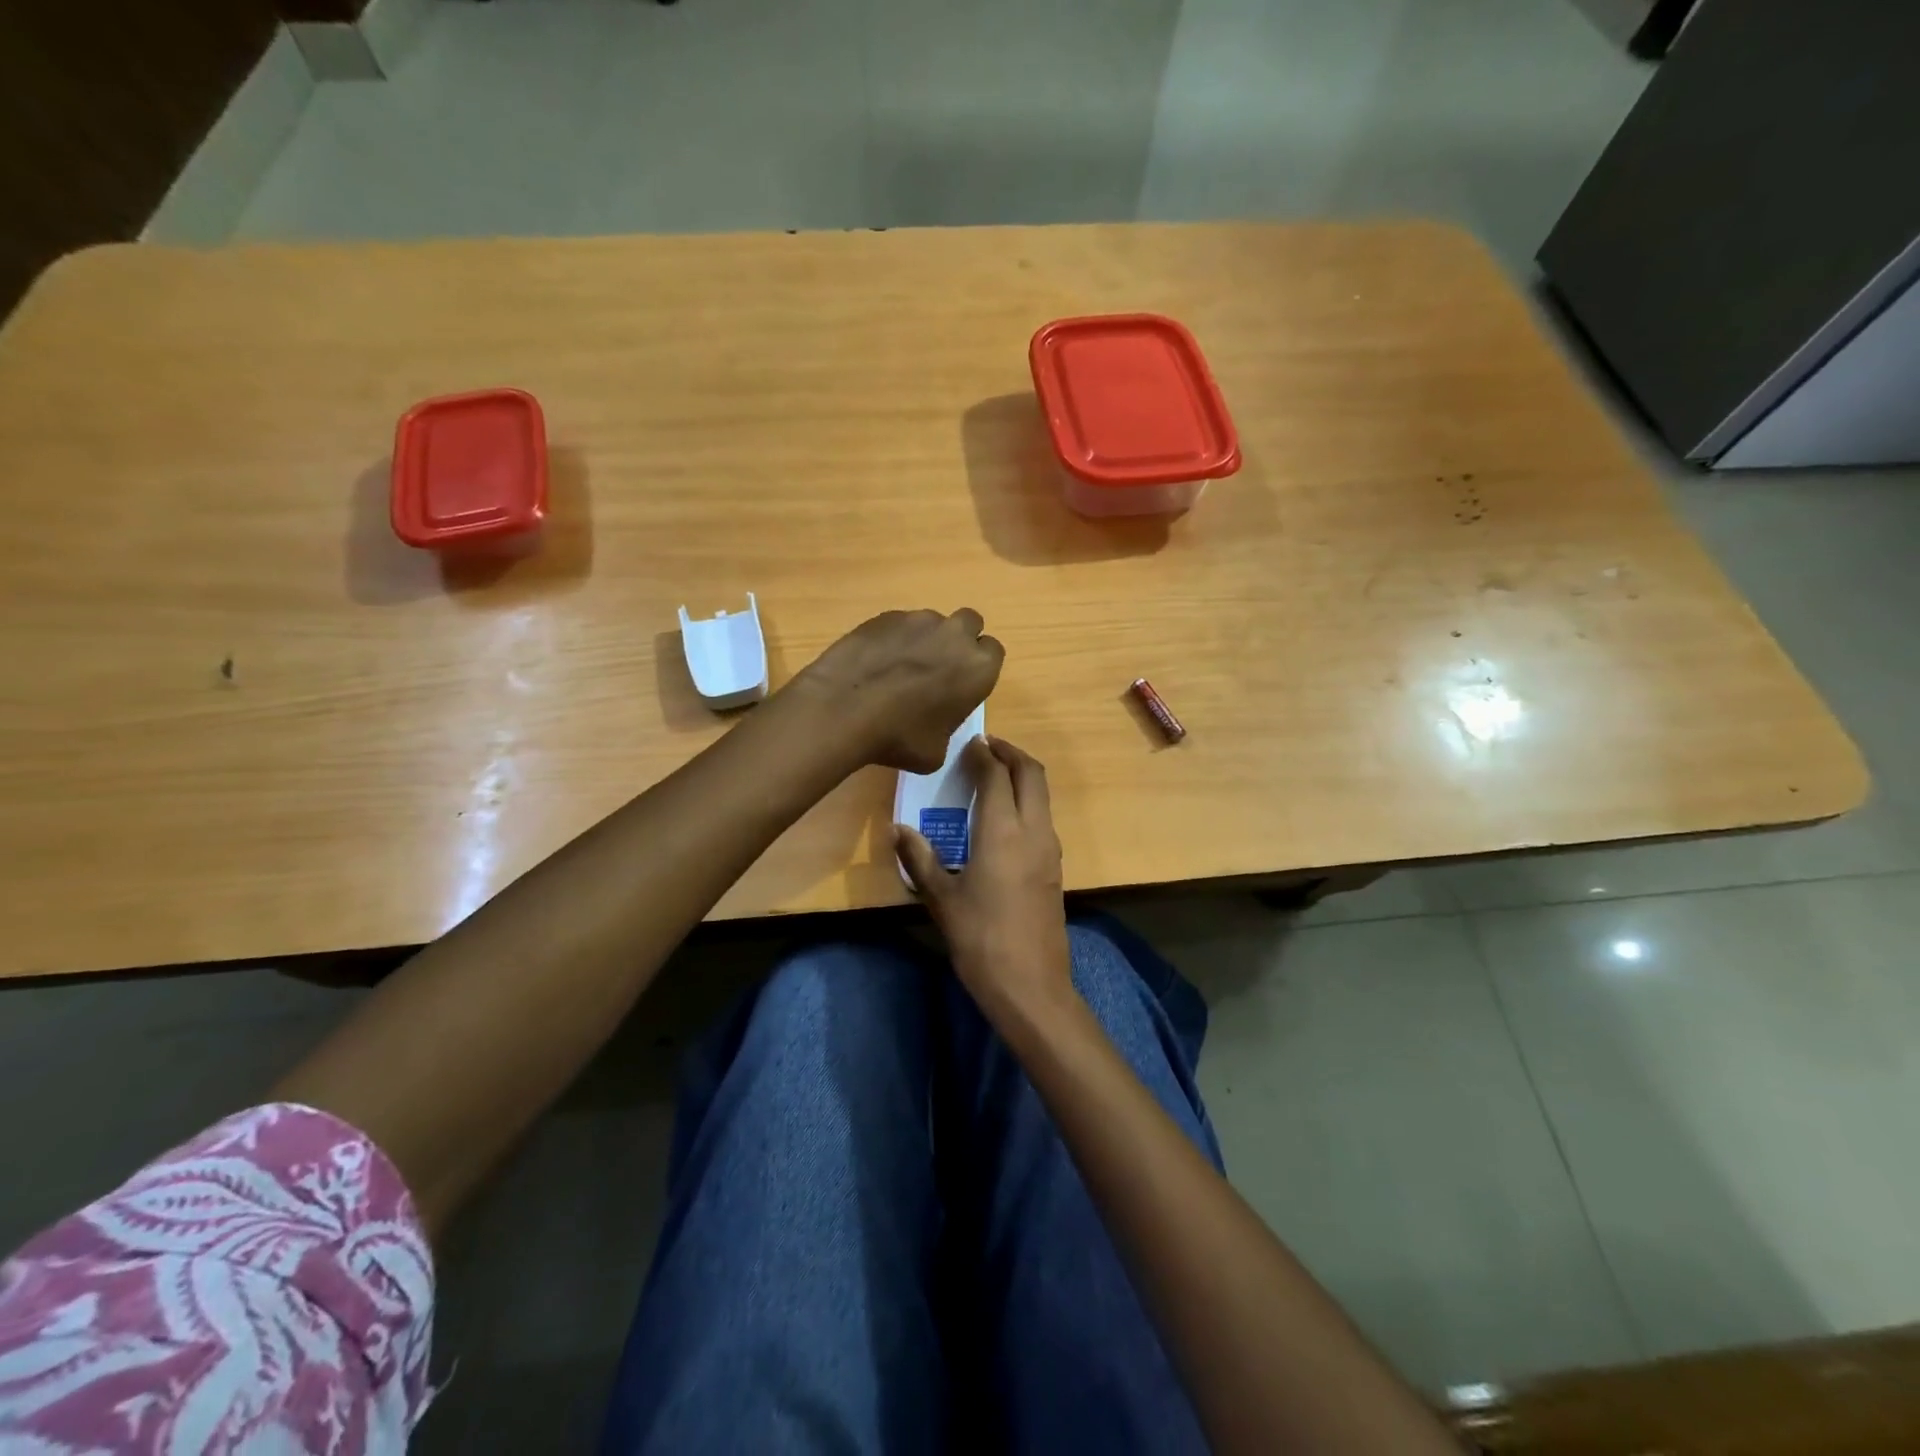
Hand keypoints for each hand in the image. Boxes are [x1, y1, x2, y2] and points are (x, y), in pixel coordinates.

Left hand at [786, 608, 1004, 772]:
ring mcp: (918, 620)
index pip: (993, 652)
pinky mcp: (885, 616)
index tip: (963, 684)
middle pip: (970, 624)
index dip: (978, 668)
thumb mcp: (936, 751)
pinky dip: (893, 640)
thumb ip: (947, 726)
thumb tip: (936, 721)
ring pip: (932, 622)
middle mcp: (954, 635)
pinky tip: (874, 664)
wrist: (844, 710)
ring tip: (899, 668)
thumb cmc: (900, 737)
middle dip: (959, 640)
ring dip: (925, 639)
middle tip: (939, 668)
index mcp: (978, 668)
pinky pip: (899, 624)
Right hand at [898, 736, 1071, 1021]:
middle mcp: (1033, 831)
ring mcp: (1050, 849)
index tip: (969, 742)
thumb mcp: (942, 899)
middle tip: (986, 747)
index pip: (997, 775)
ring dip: (1022, 775)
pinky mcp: (1055, 867)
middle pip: (1032, 773)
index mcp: (1003, 832)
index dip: (983, 754)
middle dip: (1011, 753)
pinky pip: (1043, 817)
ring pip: (1042, 794)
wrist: (1031, 985)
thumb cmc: (980, 940)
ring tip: (993, 775)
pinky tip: (1004, 817)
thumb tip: (898, 829)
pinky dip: (1027, 801)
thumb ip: (920, 859)